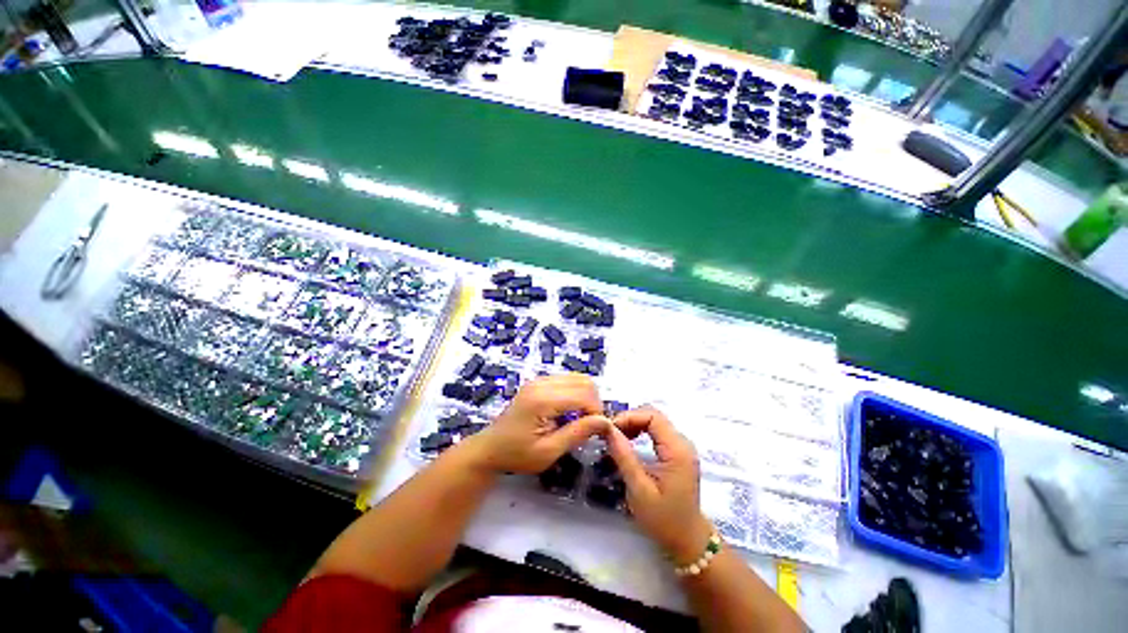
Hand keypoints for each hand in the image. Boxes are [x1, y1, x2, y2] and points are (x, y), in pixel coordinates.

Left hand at [469, 374, 608, 474]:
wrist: (489, 450)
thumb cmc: (517, 455)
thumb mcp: (549, 451)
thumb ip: (578, 433)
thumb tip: (605, 422)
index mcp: (542, 400)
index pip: (585, 395)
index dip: (597, 413)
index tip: (596, 433)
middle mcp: (540, 384)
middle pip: (584, 382)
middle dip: (593, 403)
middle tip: (589, 427)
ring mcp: (537, 381)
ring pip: (577, 379)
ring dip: (586, 398)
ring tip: (580, 421)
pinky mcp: (537, 384)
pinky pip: (566, 381)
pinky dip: (576, 395)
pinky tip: (569, 414)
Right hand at [605, 407, 712, 564]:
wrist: (685, 536)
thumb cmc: (662, 517)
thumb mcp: (639, 489)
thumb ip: (624, 457)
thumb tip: (608, 430)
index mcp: (677, 450)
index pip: (652, 416)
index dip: (628, 417)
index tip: (606, 432)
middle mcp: (684, 444)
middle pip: (655, 417)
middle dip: (629, 422)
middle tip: (606, 438)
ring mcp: (683, 451)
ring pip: (657, 426)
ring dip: (634, 429)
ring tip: (613, 444)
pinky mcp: (679, 458)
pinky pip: (660, 438)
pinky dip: (642, 437)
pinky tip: (628, 450)